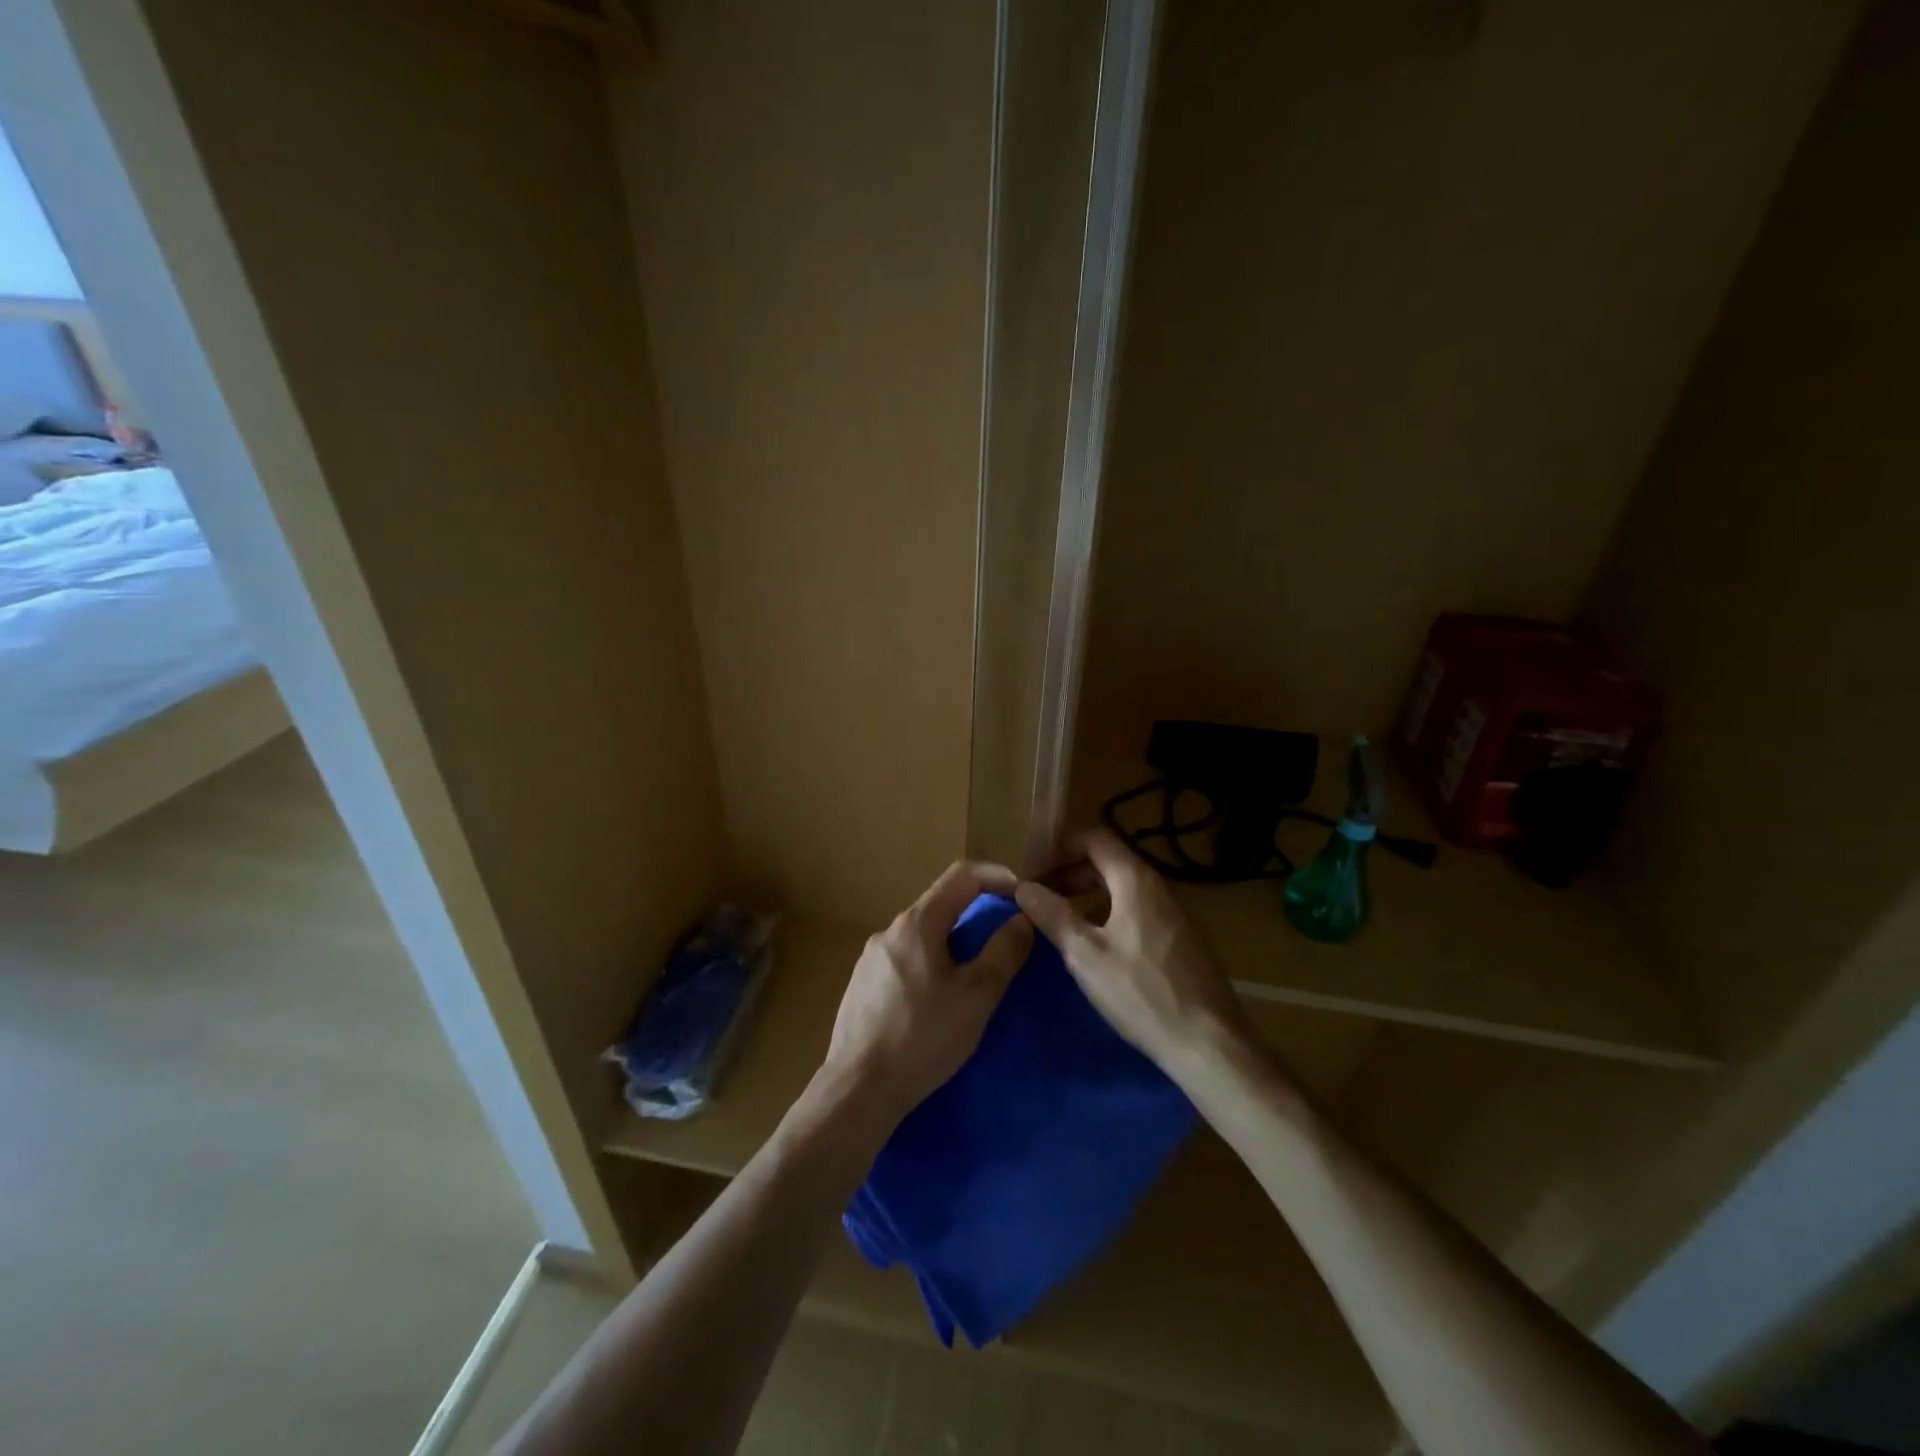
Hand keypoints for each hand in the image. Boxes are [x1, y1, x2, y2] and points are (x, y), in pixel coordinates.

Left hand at [821, 862, 1033, 1126]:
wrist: (858, 1089)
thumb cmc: (923, 1037)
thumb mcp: (976, 997)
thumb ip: (1004, 952)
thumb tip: (1023, 918)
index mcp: (917, 923)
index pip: (961, 876)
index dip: (996, 876)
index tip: (1021, 894)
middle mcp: (889, 931)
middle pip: (939, 904)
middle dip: (976, 912)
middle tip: (1004, 937)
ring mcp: (870, 958)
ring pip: (920, 934)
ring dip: (952, 941)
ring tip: (973, 974)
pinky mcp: (861, 985)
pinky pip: (903, 959)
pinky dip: (929, 963)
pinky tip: (935, 1000)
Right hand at [1015, 828, 1255, 1076]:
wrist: (1208, 1043)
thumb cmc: (1141, 992)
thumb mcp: (1085, 955)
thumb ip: (1053, 915)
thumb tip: (1023, 887)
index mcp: (1135, 880)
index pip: (1095, 838)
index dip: (1062, 845)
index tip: (1034, 867)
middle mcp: (1159, 886)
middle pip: (1109, 861)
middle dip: (1071, 871)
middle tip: (1040, 895)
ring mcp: (1175, 912)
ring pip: (1124, 887)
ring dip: (1089, 893)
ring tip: (1061, 918)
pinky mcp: (1182, 938)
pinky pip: (1139, 908)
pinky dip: (1110, 911)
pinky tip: (1096, 943)